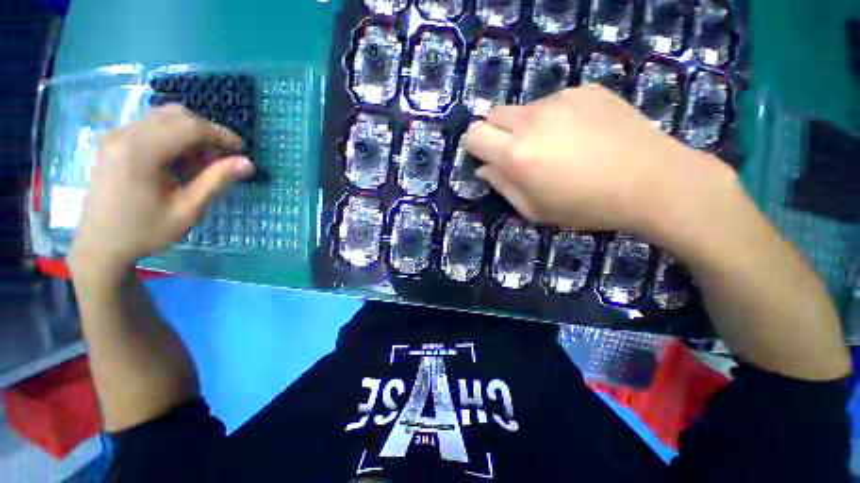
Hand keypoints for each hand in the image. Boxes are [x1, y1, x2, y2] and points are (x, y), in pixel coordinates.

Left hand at [69, 105, 254, 274]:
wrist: (100, 244)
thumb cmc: (146, 230)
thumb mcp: (188, 210)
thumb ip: (217, 181)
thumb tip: (247, 163)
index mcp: (141, 151)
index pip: (190, 127)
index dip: (221, 135)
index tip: (242, 150)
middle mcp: (125, 134)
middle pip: (176, 116)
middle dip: (205, 133)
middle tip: (220, 159)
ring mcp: (116, 136)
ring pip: (163, 118)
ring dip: (189, 135)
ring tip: (197, 165)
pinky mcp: (113, 142)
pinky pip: (150, 127)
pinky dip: (172, 138)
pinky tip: (176, 163)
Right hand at [464, 84, 734, 238]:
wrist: (651, 182)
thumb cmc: (585, 205)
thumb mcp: (533, 209)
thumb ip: (502, 186)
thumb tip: (484, 168)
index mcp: (516, 154)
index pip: (474, 134)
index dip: (474, 146)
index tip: (486, 157)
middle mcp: (532, 120)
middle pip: (493, 114)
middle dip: (496, 134)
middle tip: (517, 154)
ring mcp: (561, 99)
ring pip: (523, 109)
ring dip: (526, 126)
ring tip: (556, 146)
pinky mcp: (585, 89)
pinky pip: (553, 101)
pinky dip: (555, 117)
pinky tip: (580, 134)